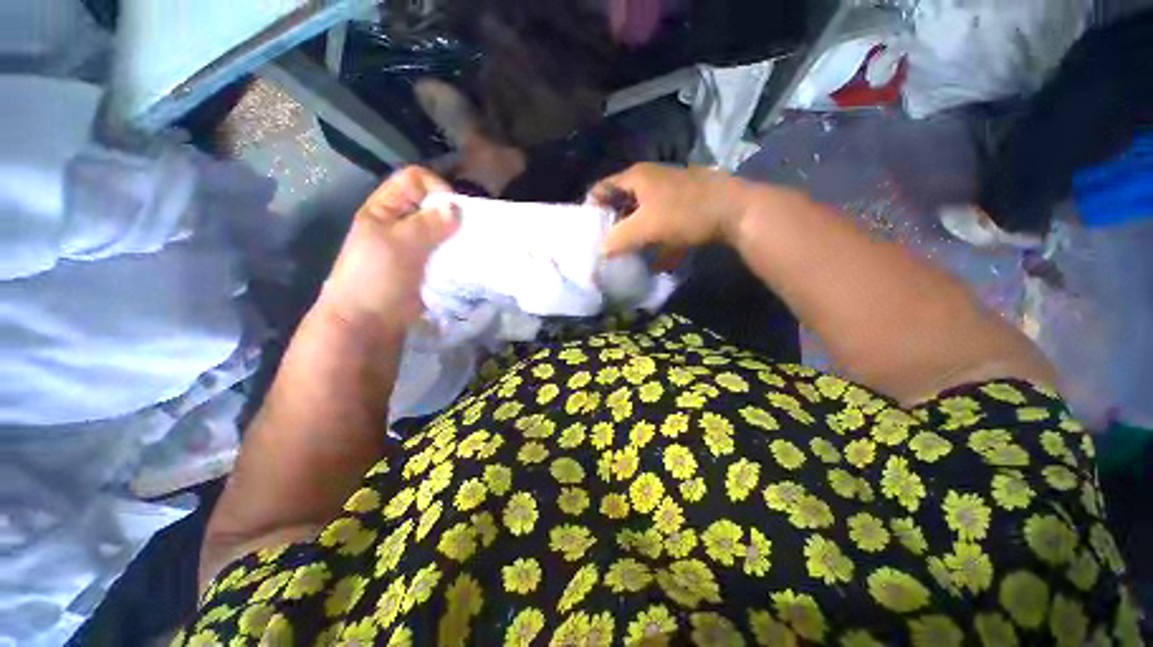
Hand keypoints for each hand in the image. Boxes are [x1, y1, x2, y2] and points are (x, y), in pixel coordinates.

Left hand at [317, 167, 458, 332]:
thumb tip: (457, 208)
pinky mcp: (427, 266)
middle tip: (468, 230)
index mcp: (384, 209)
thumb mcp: (398, 244)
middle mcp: (401, 223)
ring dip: (457, 235)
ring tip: (471, 245)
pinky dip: (457, 252)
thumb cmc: (376, 278)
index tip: (455, 210)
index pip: (414, 180)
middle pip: (431, 204)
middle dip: (452, 213)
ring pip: (441, 229)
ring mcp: (415, 246)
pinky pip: (445, 251)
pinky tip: (467, 259)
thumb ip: (428, 224)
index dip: (436, 188)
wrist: (369, 322)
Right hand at [590, 164, 753, 260]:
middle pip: (621, 202)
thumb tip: (600, 251)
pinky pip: (659, 223)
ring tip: (625, 255)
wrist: (735, 211)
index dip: (591, 207)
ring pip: (640, 214)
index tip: (587, 232)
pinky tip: (654, 260)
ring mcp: (668, 193)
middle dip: (612, 225)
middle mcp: (650, 181)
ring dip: (632, 234)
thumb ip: (618, 239)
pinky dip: (653, 239)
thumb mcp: (646, 227)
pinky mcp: (682, 207)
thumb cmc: (685, 213)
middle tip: (604, 247)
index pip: (602, 188)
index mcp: (637, 178)